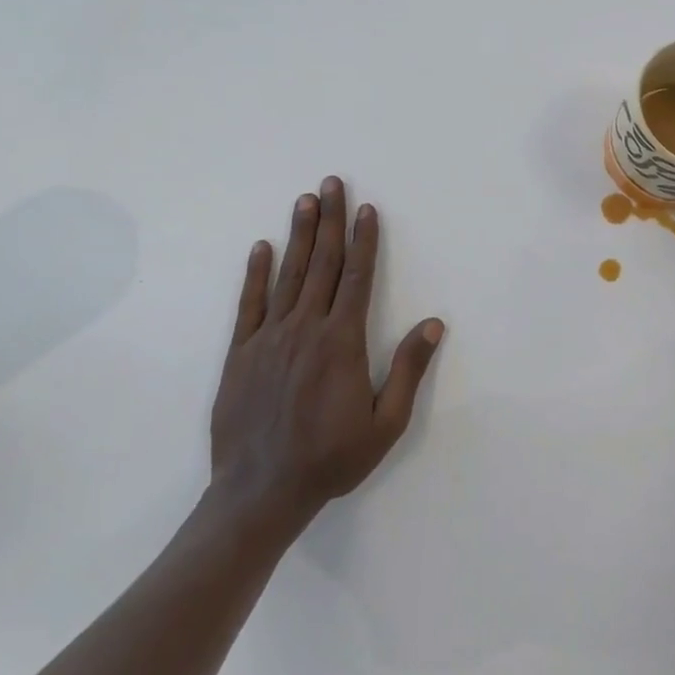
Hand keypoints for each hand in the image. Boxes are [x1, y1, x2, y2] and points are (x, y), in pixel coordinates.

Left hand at [211, 177, 444, 522]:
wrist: (260, 492)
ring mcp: (268, 338)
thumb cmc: (331, 459)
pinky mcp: (240, 354)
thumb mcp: (385, 423)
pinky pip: (249, 304)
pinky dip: (256, 273)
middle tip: (332, 182)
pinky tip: (261, 247)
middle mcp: (305, 328)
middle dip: (330, 220)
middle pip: (321, 264)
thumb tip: (434, 324)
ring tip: (305, 200)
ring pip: (288, 275)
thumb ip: (408, 370)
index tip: (366, 209)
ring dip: (298, 235)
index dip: (363, 240)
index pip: (356, 277)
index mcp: (341, 342)